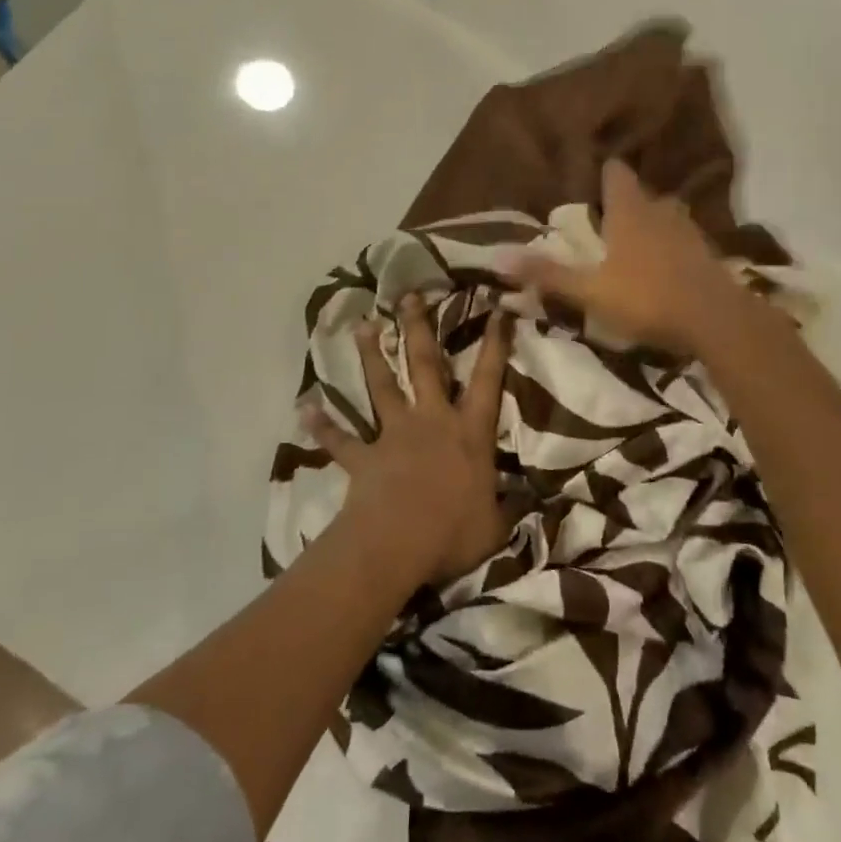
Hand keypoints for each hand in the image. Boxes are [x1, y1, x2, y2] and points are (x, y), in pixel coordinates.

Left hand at [302, 291, 512, 588]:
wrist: (398, 545)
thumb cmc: (454, 533)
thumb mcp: (497, 524)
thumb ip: (512, 505)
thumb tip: (534, 498)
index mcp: (469, 433)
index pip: (488, 380)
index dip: (495, 344)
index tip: (497, 309)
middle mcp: (432, 422)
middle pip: (426, 365)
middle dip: (419, 328)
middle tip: (410, 296)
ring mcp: (394, 435)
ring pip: (382, 387)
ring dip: (371, 356)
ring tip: (363, 325)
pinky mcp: (364, 457)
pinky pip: (340, 439)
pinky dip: (323, 425)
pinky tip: (306, 408)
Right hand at [506, 159, 753, 356]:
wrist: (715, 320)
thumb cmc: (647, 299)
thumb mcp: (590, 291)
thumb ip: (547, 274)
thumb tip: (498, 255)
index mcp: (629, 211)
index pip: (615, 173)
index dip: (603, 171)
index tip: (590, 176)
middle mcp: (659, 211)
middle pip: (640, 193)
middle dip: (624, 200)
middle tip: (604, 214)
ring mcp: (687, 231)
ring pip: (664, 214)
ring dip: (649, 220)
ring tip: (632, 237)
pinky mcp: (707, 253)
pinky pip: (683, 238)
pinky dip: (671, 243)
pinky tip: (663, 262)